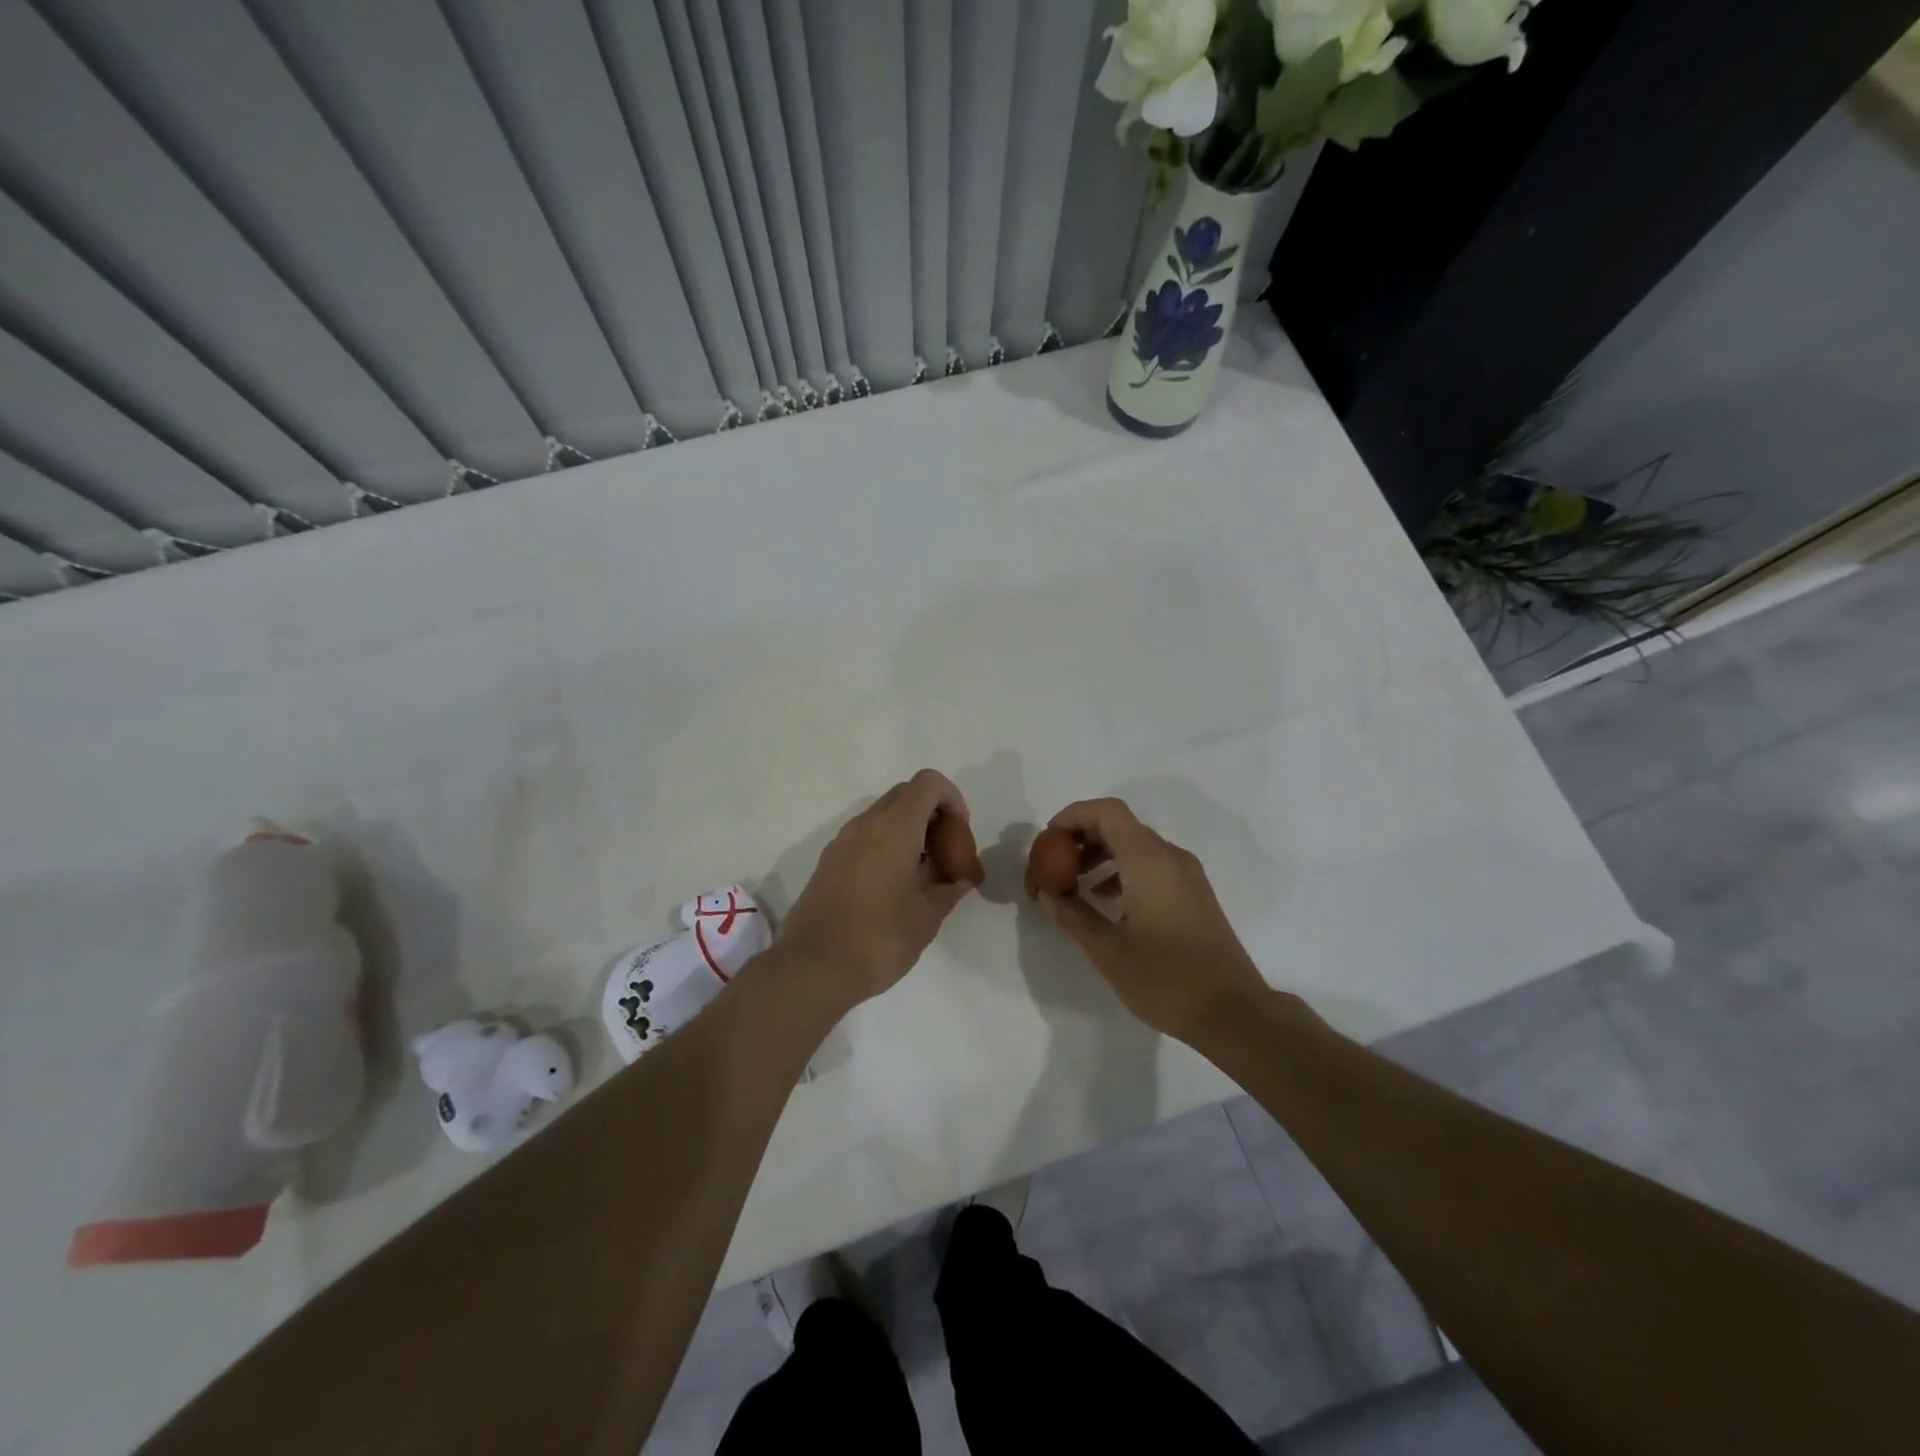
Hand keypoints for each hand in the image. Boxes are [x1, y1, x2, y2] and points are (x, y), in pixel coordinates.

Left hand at [777, 770, 977, 1005]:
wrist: (813, 968)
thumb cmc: (880, 938)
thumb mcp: (927, 917)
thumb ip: (949, 889)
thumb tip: (959, 880)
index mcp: (894, 828)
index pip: (928, 783)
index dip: (952, 799)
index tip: (960, 835)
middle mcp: (866, 824)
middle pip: (906, 796)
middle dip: (933, 817)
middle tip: (946, 856)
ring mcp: (842, 842)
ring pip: (884, 817)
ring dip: (910, 833)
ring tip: (924, 876)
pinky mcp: (828, 862)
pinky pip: (865, 838)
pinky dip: (887, 847)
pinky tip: (896, 888)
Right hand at [1037, 798, 1269, 1044]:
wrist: (1234, 1013)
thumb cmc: (1166, 979)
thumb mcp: (1108, 951)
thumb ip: (1073, 915)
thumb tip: (1047, 893)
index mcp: (1149, 861)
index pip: (1108, 812)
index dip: (1073, 816)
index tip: (1048, 840)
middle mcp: (1171, 857)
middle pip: (1121, 826)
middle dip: (1082, 838)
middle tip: (1054, 865)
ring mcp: (1188, 875)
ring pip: (1137, 846)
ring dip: (1102, 856)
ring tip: (1075, 886)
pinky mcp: (1195, 895)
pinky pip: (1153, 865)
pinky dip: (1123, 871)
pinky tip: (1107, 902)